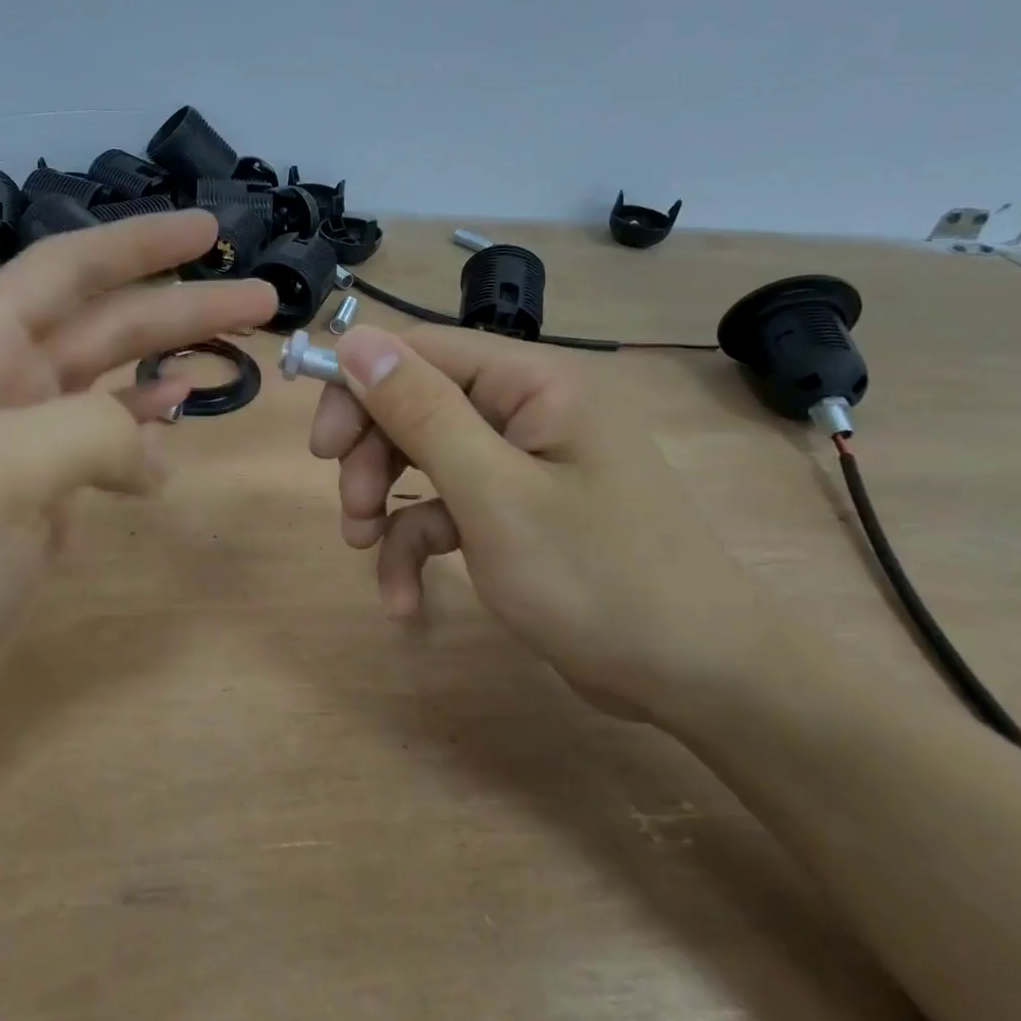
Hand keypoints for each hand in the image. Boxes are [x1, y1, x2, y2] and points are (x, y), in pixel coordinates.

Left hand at [0, 212, 276, 712]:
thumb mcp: (0, 474)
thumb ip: (90, 431)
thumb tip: (152, 453)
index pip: (69, 270)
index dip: (140, 244)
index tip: (210, 232)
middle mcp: (1, 377)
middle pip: (107, 320)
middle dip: (183, 304)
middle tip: (263, 301)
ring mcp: (25, 433)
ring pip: (113, 373)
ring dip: (172, 356)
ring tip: (239, 350)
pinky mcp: (43, 483)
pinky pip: (108, 431)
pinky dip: (146, 419)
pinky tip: (177, 414)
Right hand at [308, 324, 789, 723]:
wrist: (699, 680)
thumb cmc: (598, 578)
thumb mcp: (494, 494)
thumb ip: (422, 412)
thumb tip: (357, 340)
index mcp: (535, 384)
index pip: (423, 352)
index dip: (361, 387)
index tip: (321, 446)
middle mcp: (529, 411)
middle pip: (418, 406)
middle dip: (373, 458)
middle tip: (352, 510)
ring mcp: (524, 465)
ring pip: (425, 461)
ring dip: (386, 506)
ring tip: (367, 551)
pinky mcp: (518, 513)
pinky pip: (450, 512)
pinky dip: (420, 549)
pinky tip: (405, 600)